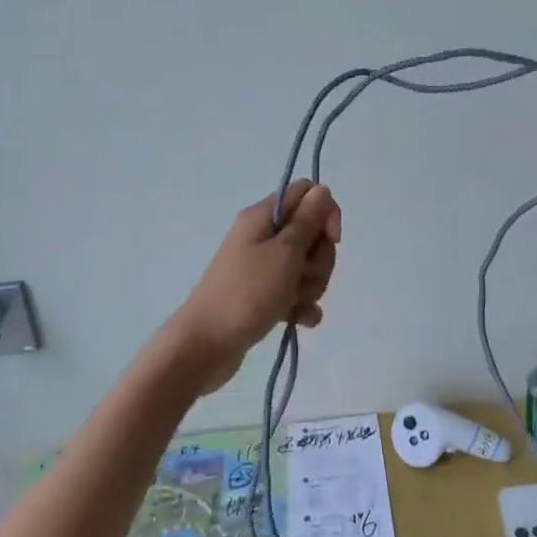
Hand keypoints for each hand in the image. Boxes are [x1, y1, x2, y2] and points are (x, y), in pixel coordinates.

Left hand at [162, 181, 341, 393]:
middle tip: (303, 277)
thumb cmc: (247, 293)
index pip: (306, 194)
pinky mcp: (262, 296)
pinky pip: (294, 293)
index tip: (332, 240)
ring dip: (311, 285)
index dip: (325, 213)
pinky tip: (300, 320)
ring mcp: (260, 268)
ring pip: (305, 266)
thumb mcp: (284, 252)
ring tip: (296, 302)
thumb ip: (308, 220)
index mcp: (262, 217)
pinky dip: (301, 305)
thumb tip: (322, 190)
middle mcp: (261, 236)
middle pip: (310, 233)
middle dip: (319, 259)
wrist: (205, 346)